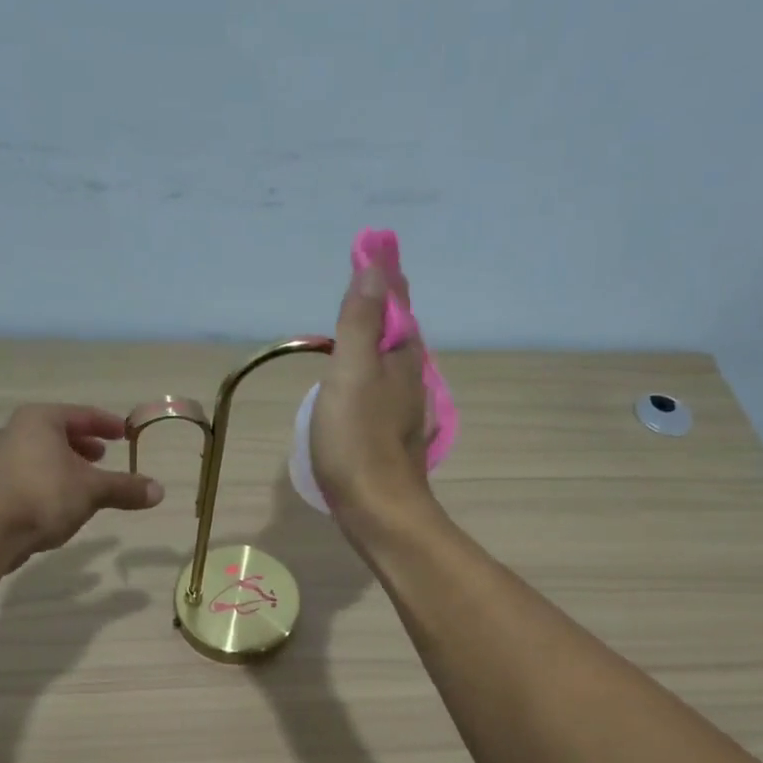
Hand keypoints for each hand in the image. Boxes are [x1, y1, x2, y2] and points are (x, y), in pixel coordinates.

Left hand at [0, 405, 164, 568]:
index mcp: (40, 419)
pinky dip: (51, 481)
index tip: (124, 433)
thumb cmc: (45, 495)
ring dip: (67, 465)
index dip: (106, 424)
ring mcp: (0, 459)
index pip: (80, 414)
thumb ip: (125, 488)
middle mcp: (16, 431)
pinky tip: (63, 502)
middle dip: (83, 444)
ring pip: (42, 455)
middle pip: (58, 432)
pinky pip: (30, 475)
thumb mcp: (93, 490)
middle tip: (104, 455)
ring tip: (86, 481)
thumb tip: (159, 491)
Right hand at [310, 266, 431, 524]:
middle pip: (401, 337)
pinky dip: (376, 379)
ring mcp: (405, 414)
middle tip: (370, 289)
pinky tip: (365, 392)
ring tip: (365, 335)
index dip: (385, 281)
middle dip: (388, 311)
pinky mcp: (393, 441)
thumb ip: (360, 322)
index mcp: (401, 360)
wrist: (378, 511)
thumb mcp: (352, 374)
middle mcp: (410, 383)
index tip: (375, 252)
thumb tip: (375, 268)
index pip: (397, 307)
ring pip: (396, 367)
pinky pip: (386, 395)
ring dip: (383, 345)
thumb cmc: (358, 441)